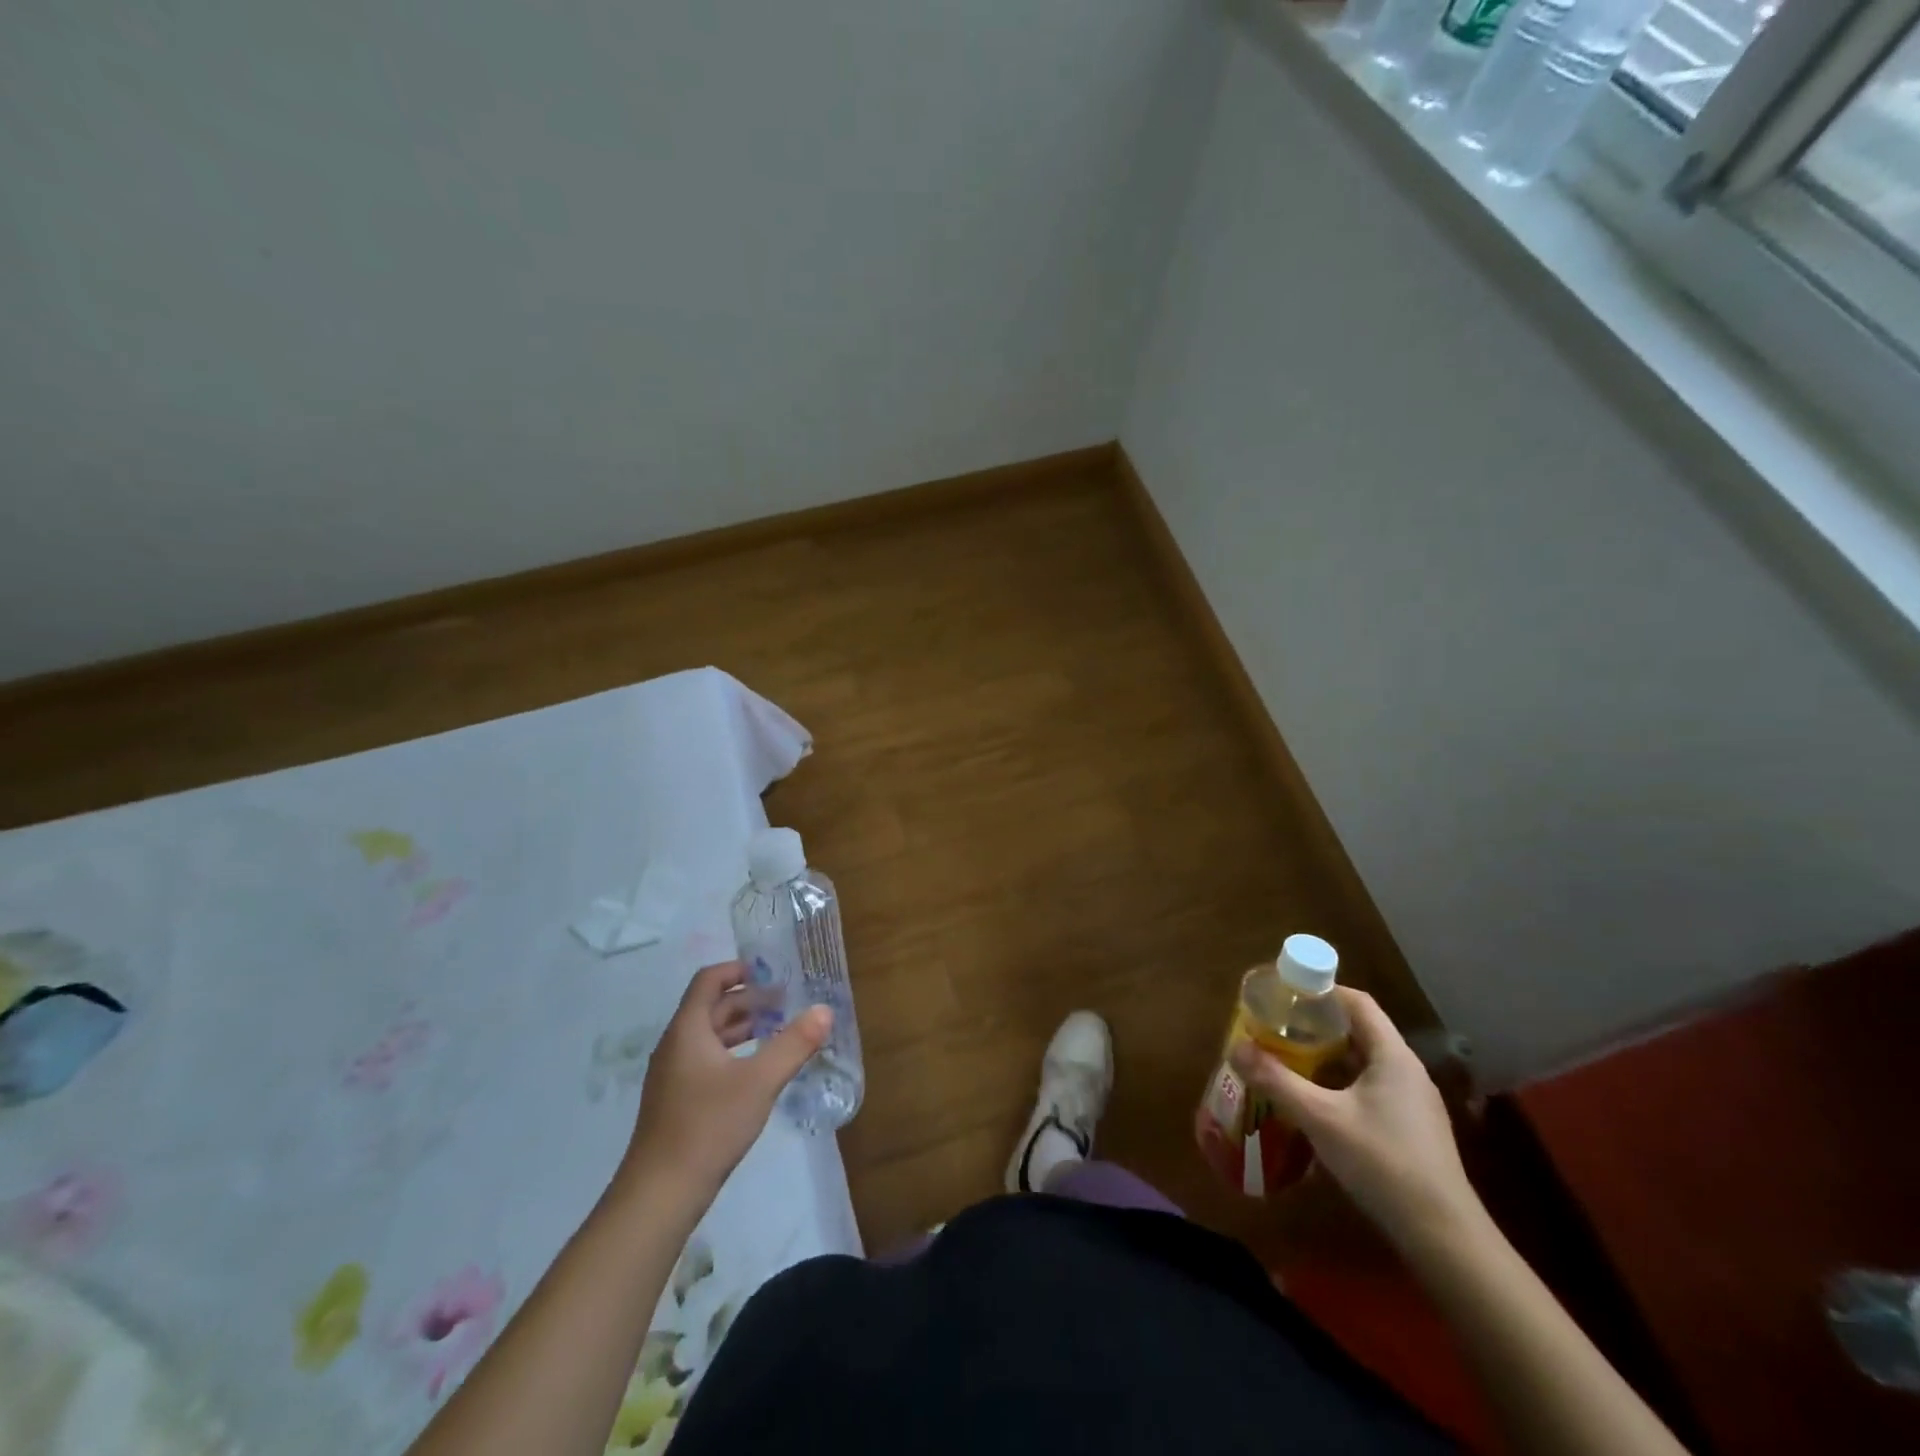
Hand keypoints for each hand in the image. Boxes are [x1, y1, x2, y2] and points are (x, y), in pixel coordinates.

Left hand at [622, 961, 831, 1201]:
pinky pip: (706, 1060)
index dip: (738, 969)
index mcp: (688, 1030)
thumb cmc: (708, 1126)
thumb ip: (794, 1044)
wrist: (660, 1195)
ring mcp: (673, 1075)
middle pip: (711, 1007)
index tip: (771, 972)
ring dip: (742, 1027)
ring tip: (779, 1030)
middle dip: (749, 1000)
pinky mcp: (676, 1101)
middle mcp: (675, 1045)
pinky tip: (757, 1070)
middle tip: (787, 1001)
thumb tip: (825, 1010)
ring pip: (710, 1036)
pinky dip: (734, 1053)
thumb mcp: (760, 1081)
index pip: (709, 980)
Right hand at [1231, 987, 1480, 1252]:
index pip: (1357, 1002)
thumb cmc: (1383, 1163)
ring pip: (1362, 1063)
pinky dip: (1339, 1085)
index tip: (1284, 993)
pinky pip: (1369, 1090)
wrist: (1445, 1239)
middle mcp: (1406, 1071)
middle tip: (1276, 1028)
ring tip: (1287, 1061)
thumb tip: (1236, 1048)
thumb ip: (1277, 1081)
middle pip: (1358, 1031)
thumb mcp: (1321, 1118)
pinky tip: (1314, 1104)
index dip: (1321, 991)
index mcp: (1392, 1056)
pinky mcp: (1410, 1130)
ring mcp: (1412, 1103)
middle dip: (1315, 1026)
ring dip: (1325, 1058)